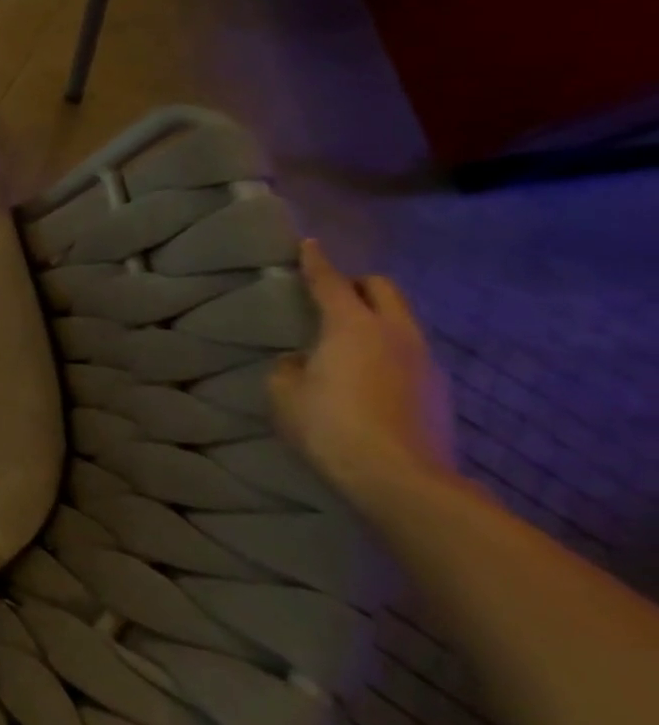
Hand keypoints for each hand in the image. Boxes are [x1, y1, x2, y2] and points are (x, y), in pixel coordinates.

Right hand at [270, 239, 457, 512]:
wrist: (402, 480)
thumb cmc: (329, 425)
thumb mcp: (284, 392)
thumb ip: (290, 367)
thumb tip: (302, 362)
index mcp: (353, 325)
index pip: (330, 281)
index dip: (316, 261)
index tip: (308, 244)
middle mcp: (395, 334)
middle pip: (383, 290)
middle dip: (358, 285)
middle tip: (332, 295)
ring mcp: (425, 362)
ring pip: (401, 322)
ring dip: (376, 320)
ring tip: (347, 340)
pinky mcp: (439, 391)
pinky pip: (409, 354)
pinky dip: (388, 352)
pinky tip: (367, 376)